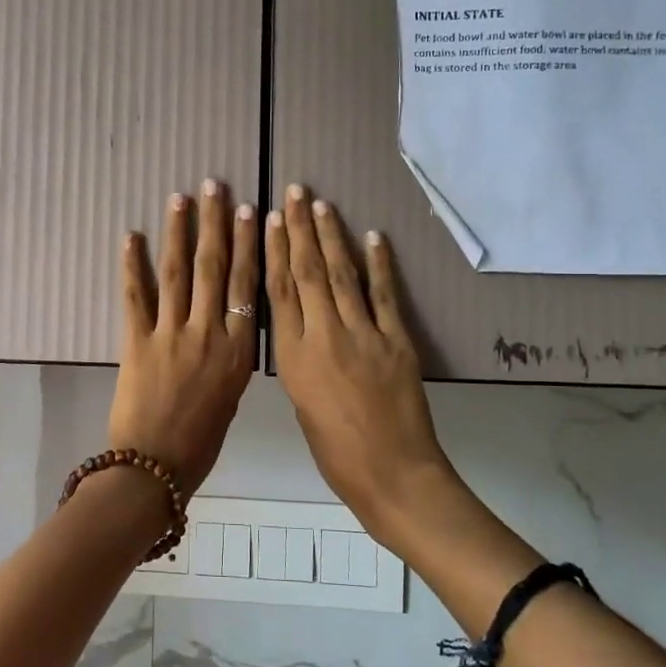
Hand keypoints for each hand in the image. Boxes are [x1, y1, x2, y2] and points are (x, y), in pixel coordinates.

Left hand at [108, 180, 259, 493]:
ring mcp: (170, 334)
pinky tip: (131, 236)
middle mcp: (207, 333)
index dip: (248, 245)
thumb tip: (228, 328)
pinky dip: (132, 265)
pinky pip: (135, 296)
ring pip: (178, 272)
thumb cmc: (200, 442)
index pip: (246, 285)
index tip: (249, 211)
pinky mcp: (136, 341)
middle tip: (214, 186)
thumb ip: (230, 357)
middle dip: (215, 223)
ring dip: (178, 231)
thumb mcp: (231, 398)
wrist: (154, 468)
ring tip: (180, 198)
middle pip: (214, 268)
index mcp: (237, 350)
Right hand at [267, 185, 450, 524]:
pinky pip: (384, 293)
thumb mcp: (301, 404)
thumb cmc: (335, 452)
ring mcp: (363, 334)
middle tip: (296, 192)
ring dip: (331, 236)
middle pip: (308, 272)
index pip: (278, 292)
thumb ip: (300, 361)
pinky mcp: (397, 339)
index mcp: (292, 357)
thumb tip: (303, 331)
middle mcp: (323, 335)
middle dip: (299, 229)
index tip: (268, 219)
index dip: (273, 251)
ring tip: (322, 205)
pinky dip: (379, 262)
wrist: (391, 474)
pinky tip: (372, 236)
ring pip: (342, 274)